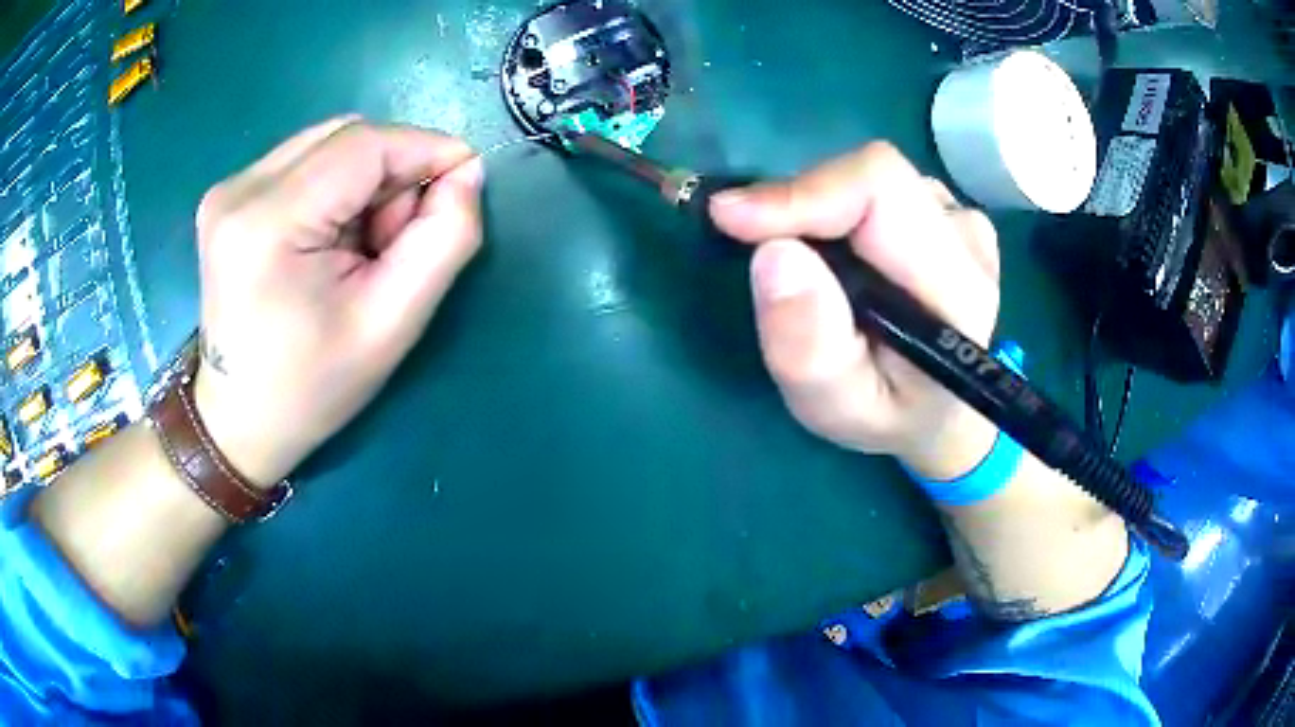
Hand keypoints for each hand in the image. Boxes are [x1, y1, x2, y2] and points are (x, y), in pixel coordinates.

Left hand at [191, 118, 483, 485]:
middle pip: (345, 137)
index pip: (365, 144)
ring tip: (360, 247)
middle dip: (392, 173)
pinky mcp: (228, 197)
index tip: (464, 183)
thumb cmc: (312, 387)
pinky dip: (335, 188)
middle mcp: (239, 189)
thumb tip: (467, 172)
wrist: (239, 421)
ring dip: (364, 181)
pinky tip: (330, 239)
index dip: (426, 150)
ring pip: (327, 145)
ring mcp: (227, 190)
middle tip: (396, 240)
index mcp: (268, 222)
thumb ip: (444, 239)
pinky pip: (304, 163)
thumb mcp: (393, 324)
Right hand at [711, 143, 1000, 479]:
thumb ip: (808, 347)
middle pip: (872, 176)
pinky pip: (880, 188)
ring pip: (872, 179)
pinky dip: (841, 212)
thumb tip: (772, 253)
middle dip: (802, 203)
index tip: (730, 217)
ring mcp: (963, 218)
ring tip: (814, 269)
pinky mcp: (948, 212)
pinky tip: (845, 259)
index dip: (803, 193)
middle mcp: (968, 237)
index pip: (881, 191)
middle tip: (757, 243)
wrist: (940, 411)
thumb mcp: (837, 407)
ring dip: (822, 212)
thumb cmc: (889, 416)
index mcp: (957, 287)